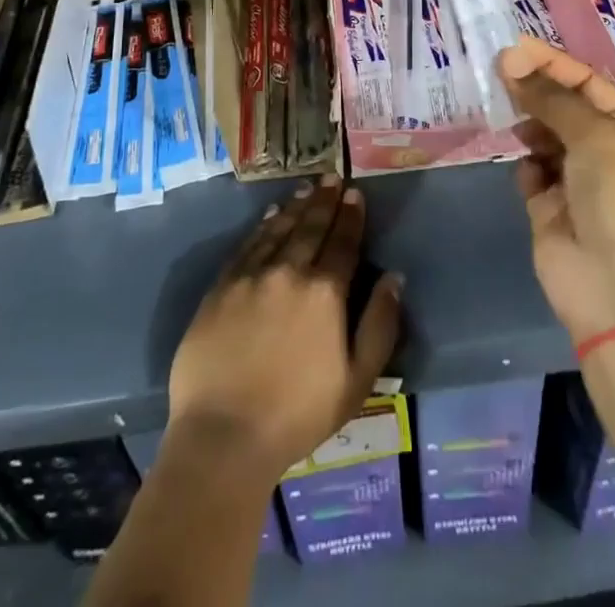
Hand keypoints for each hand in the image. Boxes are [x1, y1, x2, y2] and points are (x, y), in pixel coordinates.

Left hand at [167, 176, 402, 483]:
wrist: (222, 436)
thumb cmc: (297, 414)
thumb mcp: (356, 381)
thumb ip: (379, 325)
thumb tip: (394, 278)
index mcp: (324, 292)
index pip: (343, 242)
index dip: (351, 216)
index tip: (355, 194)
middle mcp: (289, 271)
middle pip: (311, 227)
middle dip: (325, 201)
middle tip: (333, 178)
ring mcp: (251, 276)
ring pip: (279, 228)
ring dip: (296, 206)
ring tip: (307, 189)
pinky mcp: (221, 287)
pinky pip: (248, 245)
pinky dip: (262, 226)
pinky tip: (270, 216)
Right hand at [502, 37, 614, 343]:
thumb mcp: (597, 137)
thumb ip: (554, 99)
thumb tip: (514, 63)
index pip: (588, 83)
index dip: (553, 63)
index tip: (514, 47)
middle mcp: (602, 152)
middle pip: (562, 107)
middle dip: (534, 88)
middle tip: (497, 70)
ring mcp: (574, 181)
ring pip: (542, 137)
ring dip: (525, 122)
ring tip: (503, 111)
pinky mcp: (547, 209)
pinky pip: (529, 172)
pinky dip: (524, 163)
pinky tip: (522, 164)